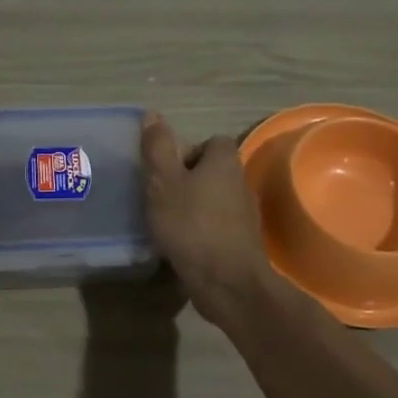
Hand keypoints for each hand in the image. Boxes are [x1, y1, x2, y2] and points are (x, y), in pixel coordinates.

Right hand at [141, 114, 275, 326]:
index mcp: (224, 162)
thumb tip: (153, 114)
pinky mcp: (241, 243)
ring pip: (214, 200)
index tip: (166, 169)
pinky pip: (217, 226)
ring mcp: (245, 215)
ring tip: (166, 222)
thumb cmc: (192, 225)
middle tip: (160, 196)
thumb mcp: (164, 182)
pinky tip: (181, 245)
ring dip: (193, 207)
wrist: (227, 282)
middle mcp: (240, 183)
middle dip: (187, 180)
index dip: (189, 151)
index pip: (213, 142)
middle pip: (213, 171)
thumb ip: (157, 149)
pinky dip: (200, 231)